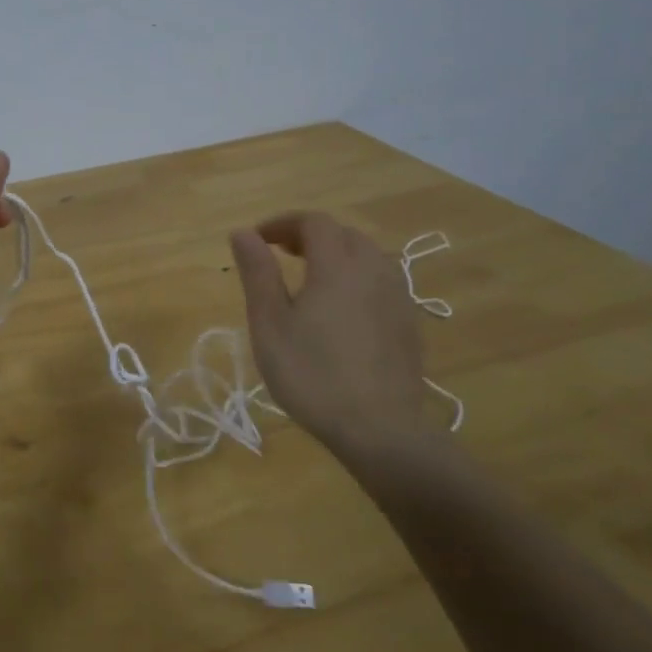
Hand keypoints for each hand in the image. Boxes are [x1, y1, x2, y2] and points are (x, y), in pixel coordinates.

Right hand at [229, 212, 432, 464]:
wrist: (379, 429)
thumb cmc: (312, 374)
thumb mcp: (269, 324)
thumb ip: (257, 273)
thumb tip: (242, 232)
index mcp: (337, 265)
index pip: (313, 222)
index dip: (282, 223)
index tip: (257, 240)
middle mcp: (373, 270)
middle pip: (343, 234)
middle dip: (309, 235)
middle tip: (279, 255)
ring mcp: (397, 296)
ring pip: (367, 256)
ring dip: (336, 254)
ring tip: (309, 278)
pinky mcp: (409, 322)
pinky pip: (381, 281)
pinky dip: (356, 277)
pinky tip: (341, 308)